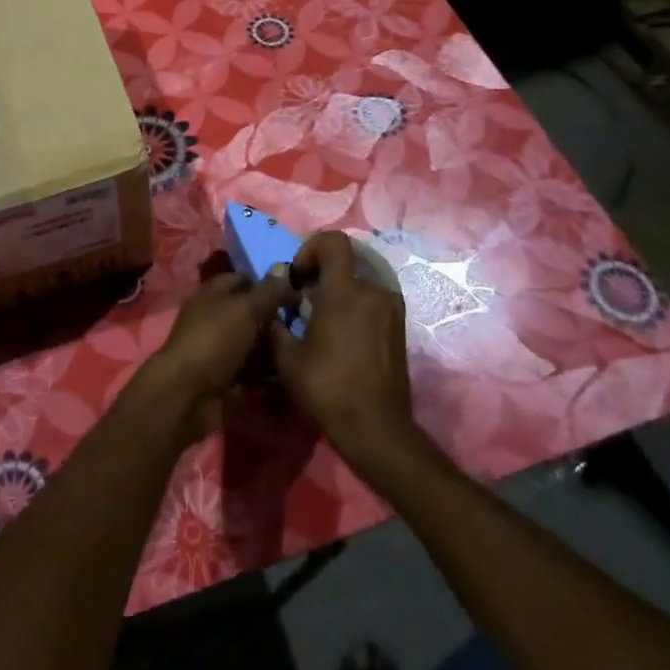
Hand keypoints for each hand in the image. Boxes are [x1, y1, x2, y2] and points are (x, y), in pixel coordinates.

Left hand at [131, 270, 294, 446]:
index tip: (295, 294)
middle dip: (273, 319)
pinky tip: (287, 374)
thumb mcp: (246, 309)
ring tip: (301, 351)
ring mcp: (216, 348)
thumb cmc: (216, 339)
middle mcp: (212, 317)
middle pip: (248, 313)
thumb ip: (268, 292)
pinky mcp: (221, 376)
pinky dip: (264, 372)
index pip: (242, 280)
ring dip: (271, 347)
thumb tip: (285, 272)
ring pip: (250, 342)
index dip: (267, 284)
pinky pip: (248, 369)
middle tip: (304, 326)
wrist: (188, 393)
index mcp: (212, 293)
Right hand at [269, 232, 422, 474]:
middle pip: (346, 260)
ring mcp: (390, 308)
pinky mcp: (399, 325)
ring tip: (325, 321)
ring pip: (360, 281)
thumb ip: (275, 324)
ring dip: (340, 291)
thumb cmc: (329, 389)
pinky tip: (344, 335)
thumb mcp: (288, 359)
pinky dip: (356, 305)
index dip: (311, 248)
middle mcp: (372, 291)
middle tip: (307, 300)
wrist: (376, 428)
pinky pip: (373, 299)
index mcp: (345, 292)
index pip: (333, 241)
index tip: (299, 276)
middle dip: (323, 273)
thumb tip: (269, 306)